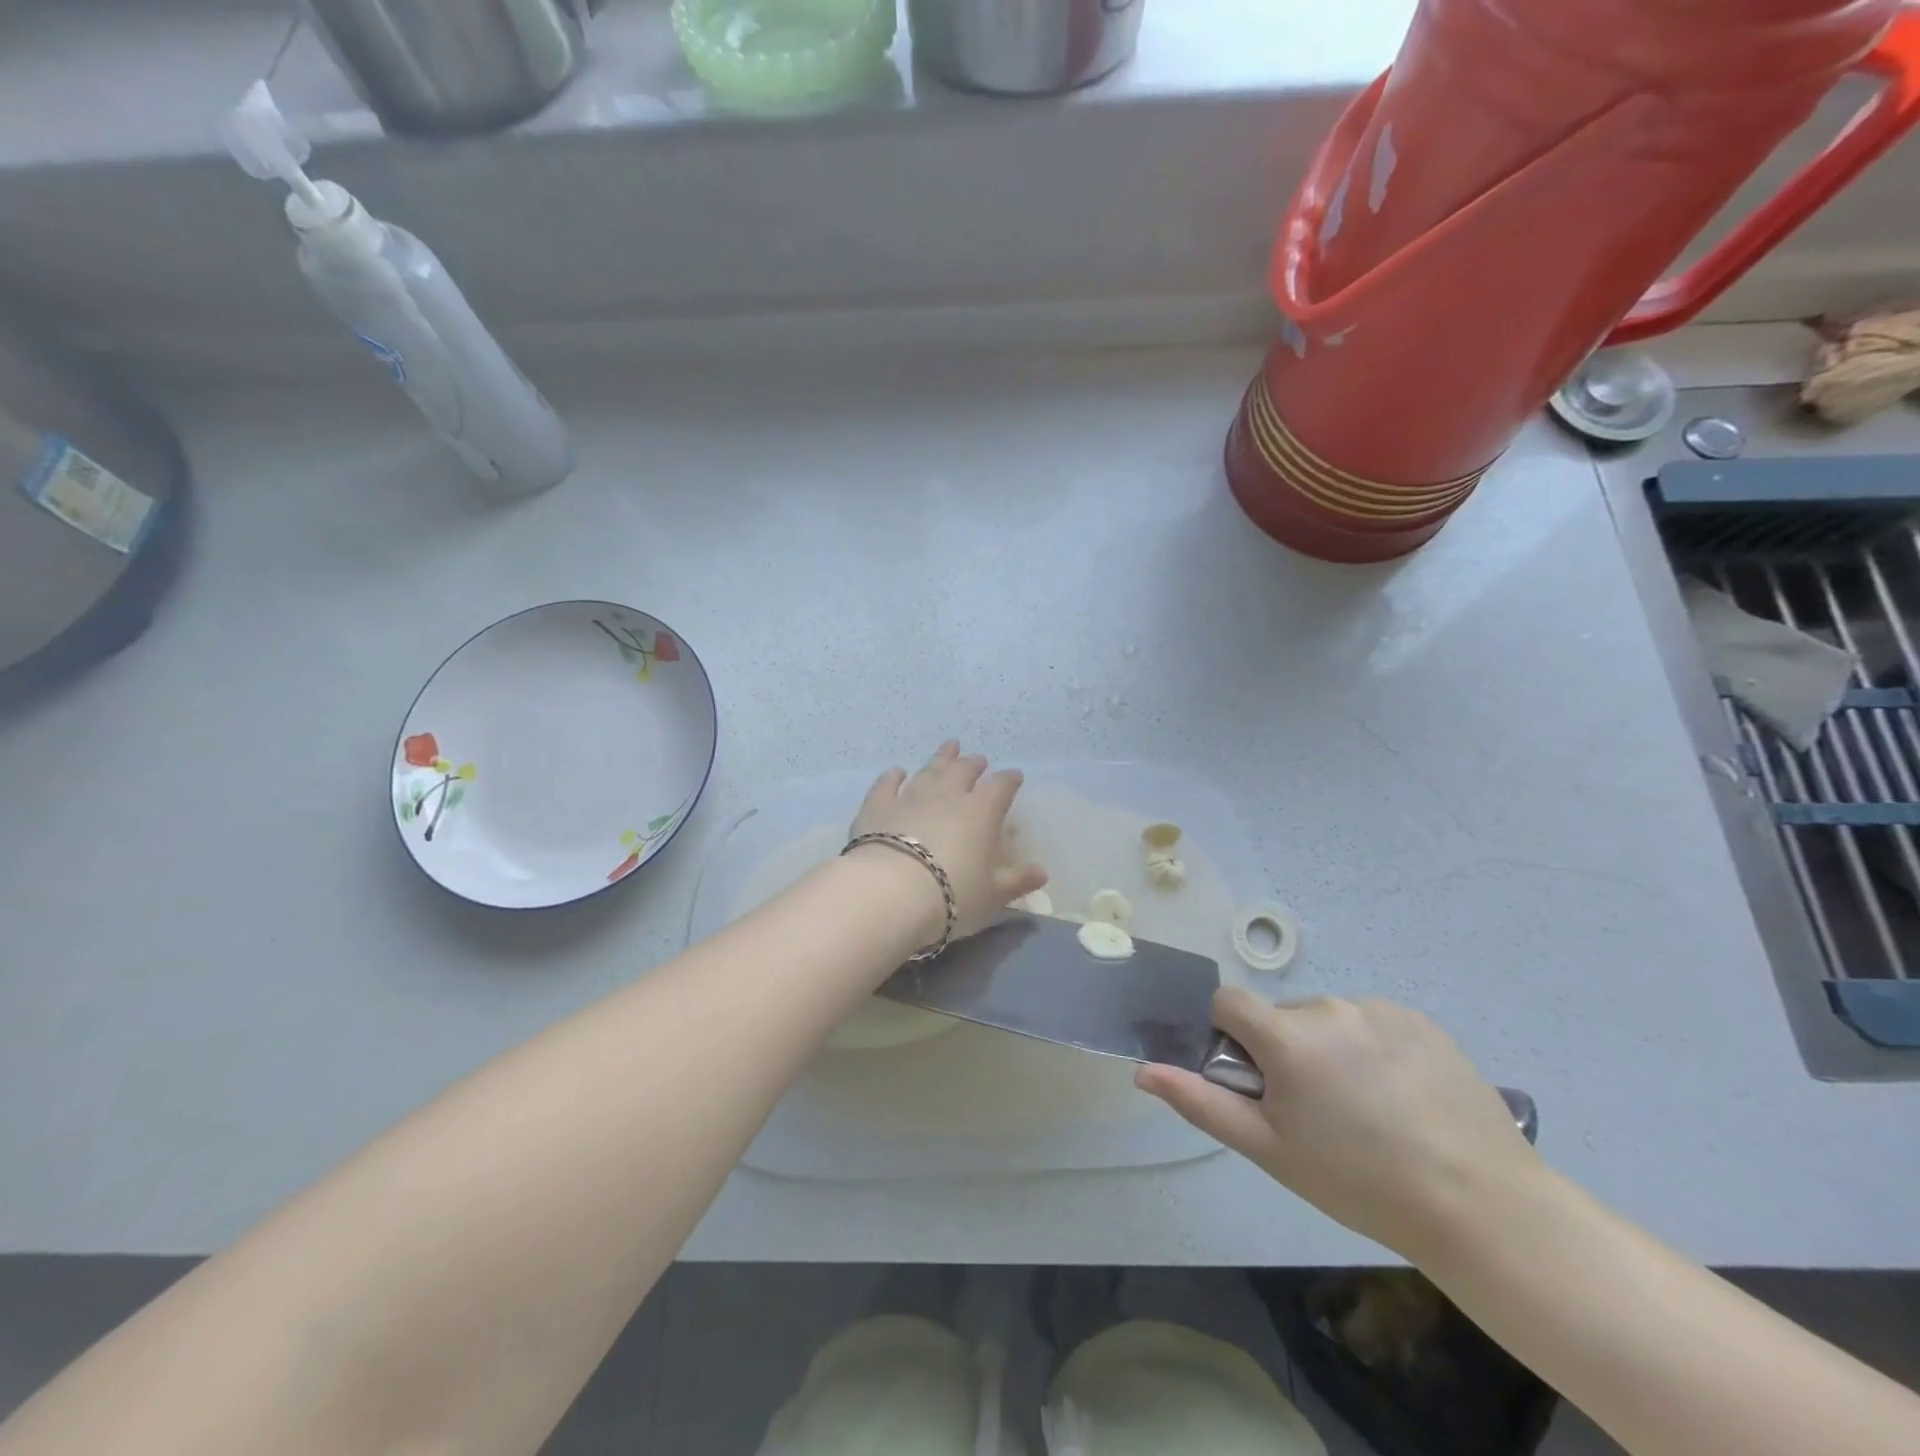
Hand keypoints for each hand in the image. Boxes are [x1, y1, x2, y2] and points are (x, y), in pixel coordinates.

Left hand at [848, 741, 1048, 941]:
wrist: (890, 893)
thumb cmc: (952, 896)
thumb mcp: (992, 896)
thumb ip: (1017, 881)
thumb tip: (1042, 873)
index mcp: (981, 812)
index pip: (1001, 787)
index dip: (1010, 780)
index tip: (1015, 777)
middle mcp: (947, 795)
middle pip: (964, 771)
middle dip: (974, 764)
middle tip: (978, 760)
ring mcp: (910, 796)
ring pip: (929, 770)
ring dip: (941, 758)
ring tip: (950, 747)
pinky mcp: (878, 806)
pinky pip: (887, 784)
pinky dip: (893, 776)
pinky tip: (897, 772)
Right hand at [1136, 989, 1541, 1259]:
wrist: (1482, 1206)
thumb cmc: (1359, 1182)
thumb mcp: (1270, 1150)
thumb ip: (1201, 1102)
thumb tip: (1143, 1070)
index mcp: (1288, 1036)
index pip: (1228, 1001)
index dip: (1228, 1035)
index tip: (1253, 1079)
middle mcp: (1329, 1007)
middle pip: (1281, 1016)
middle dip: (1283, 1051)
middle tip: (1314, 1111)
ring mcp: (1379, 1009)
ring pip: (1328, 1019)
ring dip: (1329, 1049)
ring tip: (1366, 1109)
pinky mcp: (1420, 1019)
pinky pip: (1372, 1022)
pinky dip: (1371, 1048)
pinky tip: (1401, 1096)